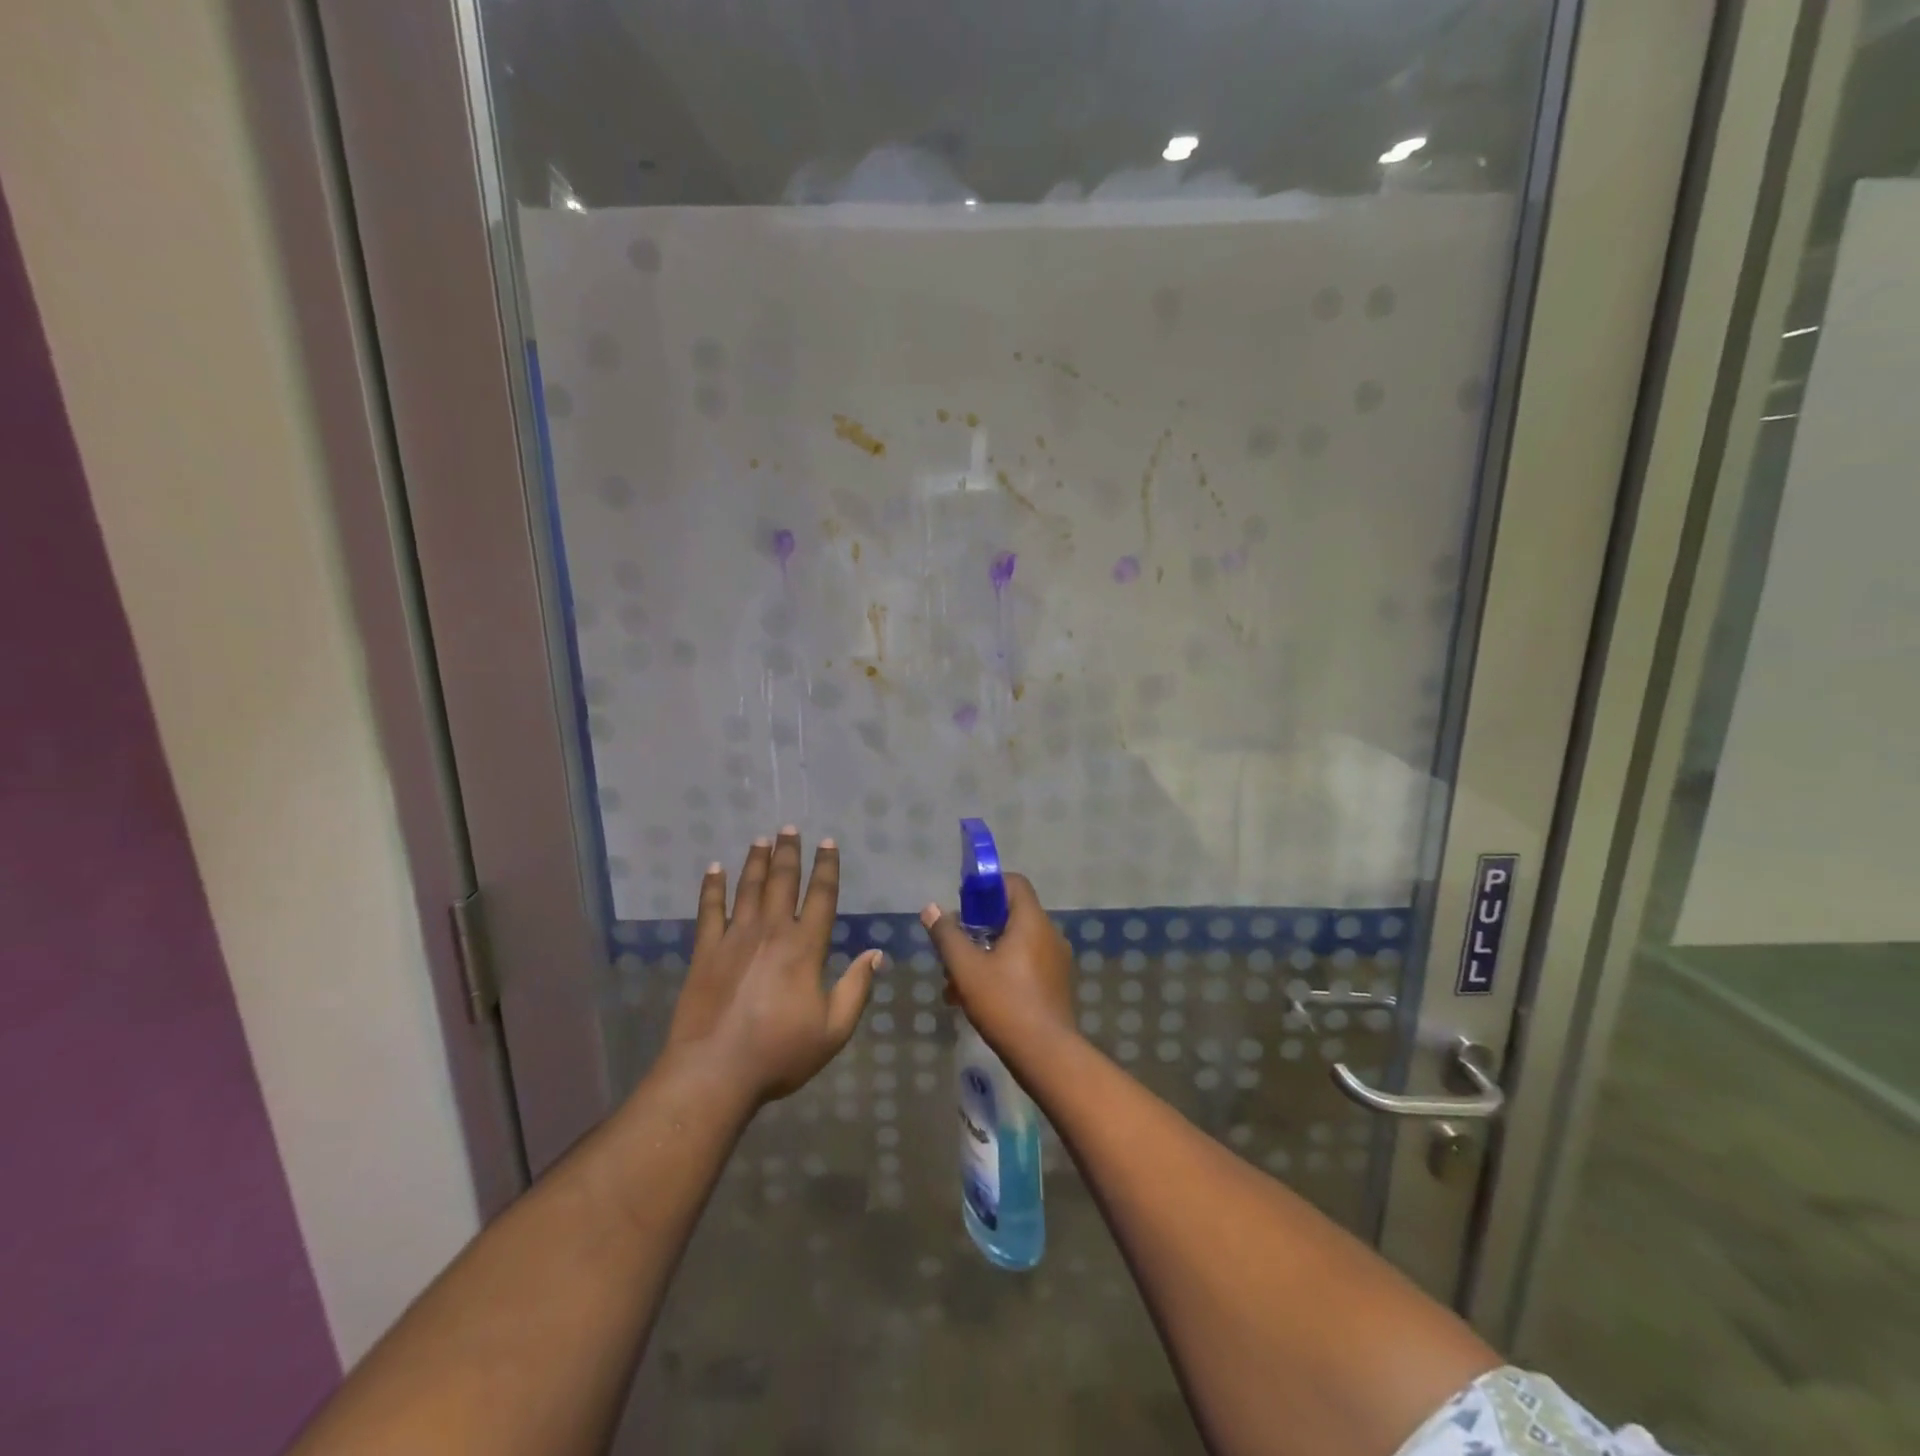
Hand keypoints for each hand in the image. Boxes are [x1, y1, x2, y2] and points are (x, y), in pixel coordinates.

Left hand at [664, 829, 877, 1105]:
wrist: (714, 1071)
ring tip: (761, 838)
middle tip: (790, 828)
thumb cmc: (780, 1053)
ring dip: (756, 861)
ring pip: (748, 888)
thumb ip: (856, 988)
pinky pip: (709, 910)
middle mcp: (771, 932)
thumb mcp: (833, 1029)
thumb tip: (876, 953)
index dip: (827, 867)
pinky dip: (712, 887)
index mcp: (805, 947)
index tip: (828, 843)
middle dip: (789, 853)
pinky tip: (714, 869)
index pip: (821, 897)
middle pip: (783, 882)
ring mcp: (735, 938)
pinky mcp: (705, 951)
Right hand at [921, 873, 1074, 1065]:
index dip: (986, 887)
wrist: (1047, 1055)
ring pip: (1015, 944)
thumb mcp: (966, 968)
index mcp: (1032, 921)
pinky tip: (977, 999)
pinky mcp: (1056, 984)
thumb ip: (947, 935)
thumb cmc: (1005, 1003)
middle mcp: (1049, 934)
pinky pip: (1025, 964)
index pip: (1014, 883)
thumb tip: (931, 908)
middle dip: (977, 930)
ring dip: (985, 955)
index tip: (963, 907)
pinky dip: (1001, 971)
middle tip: (954, 951)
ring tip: (956, 983)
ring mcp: (1056, 961)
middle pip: (1010, 915)